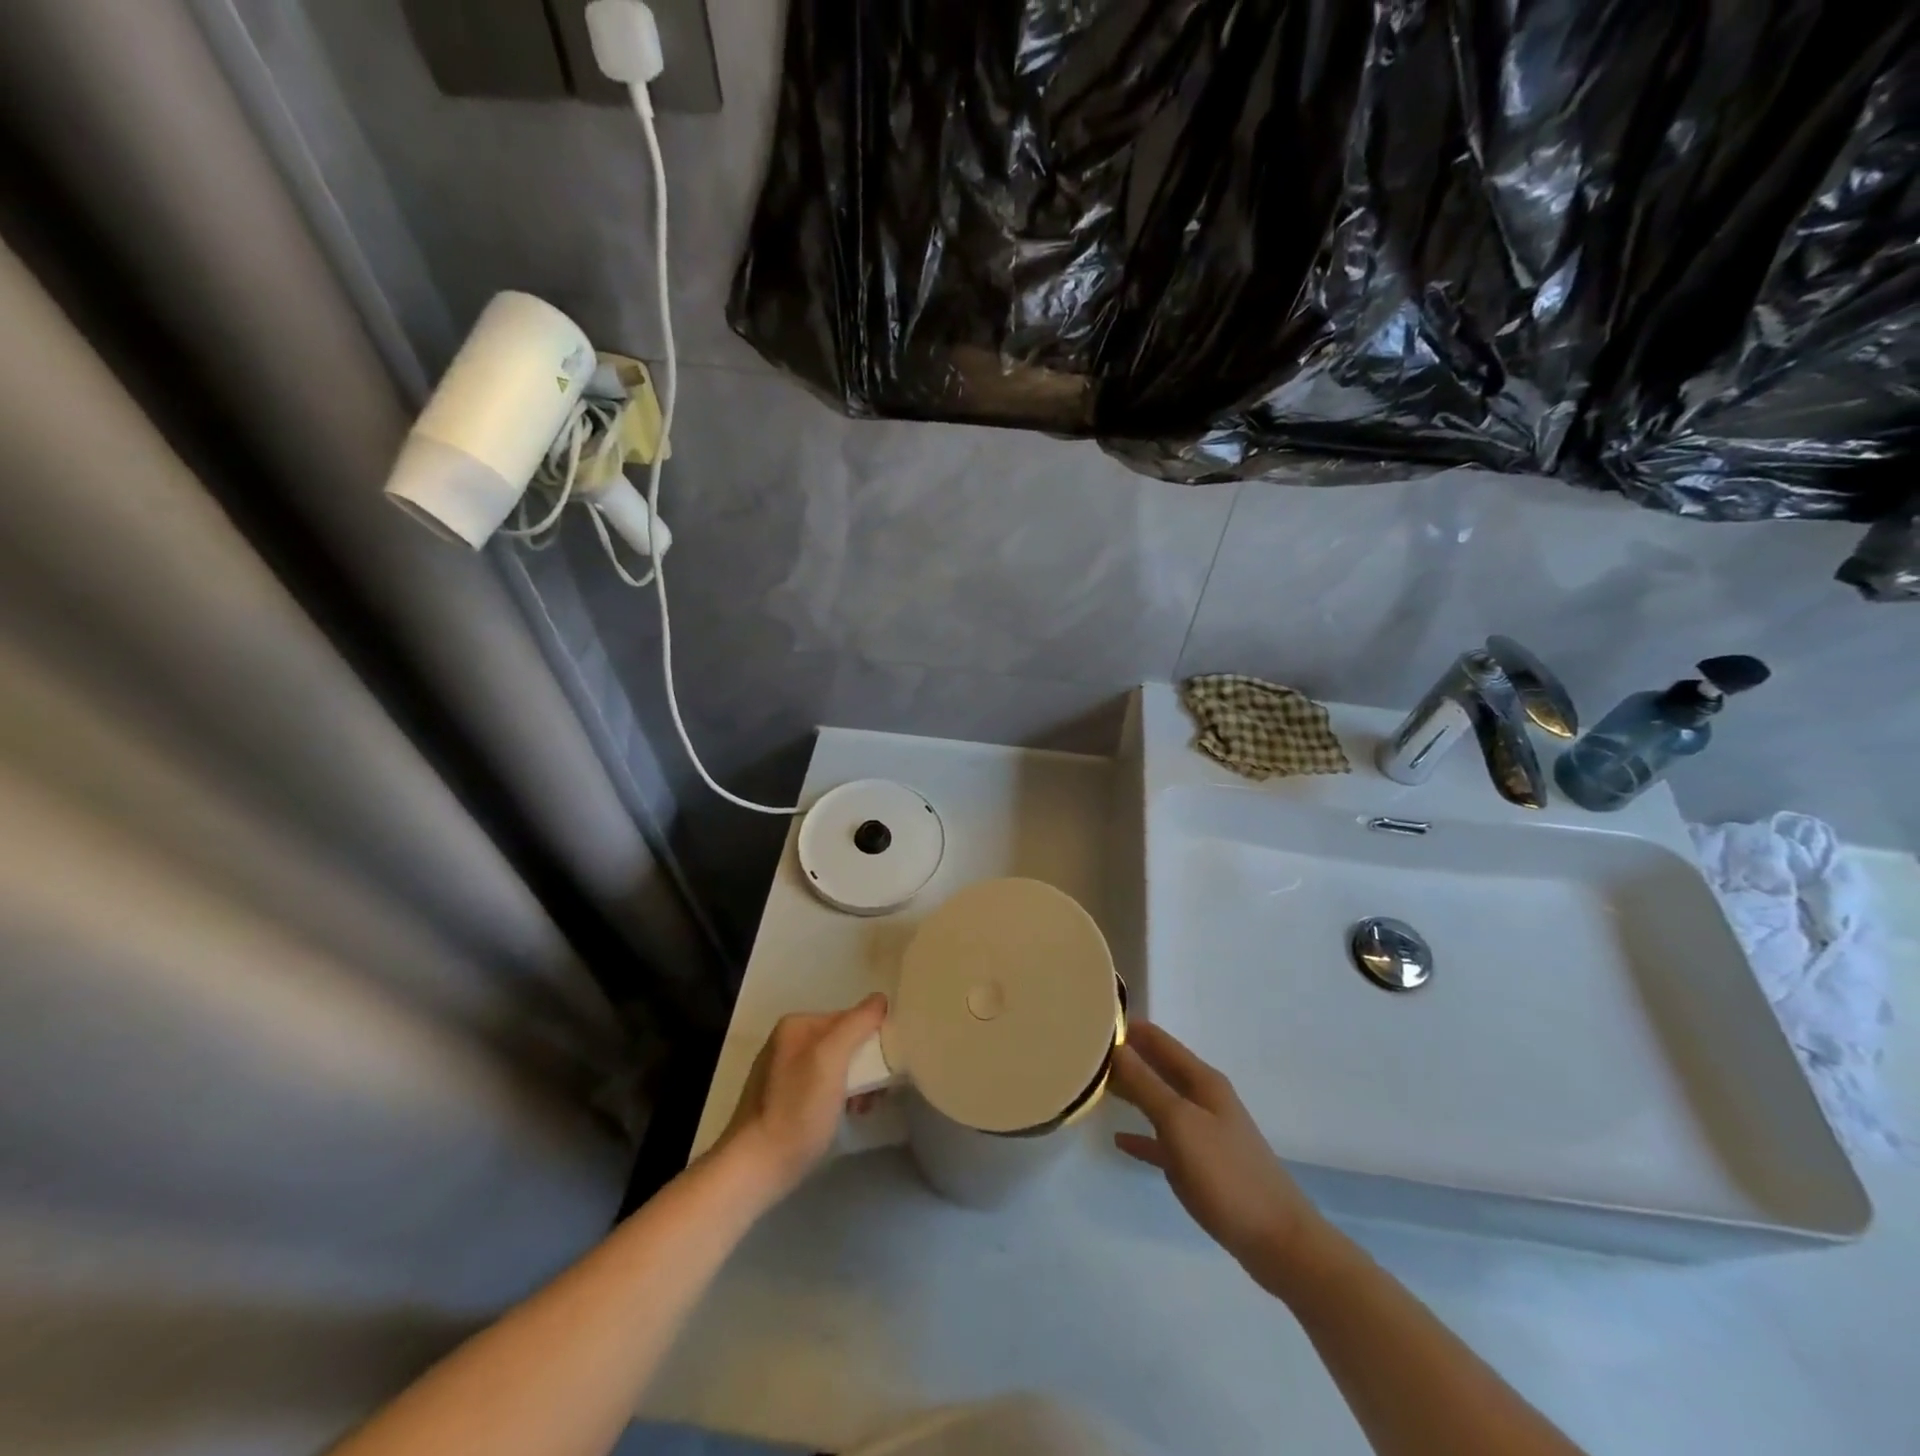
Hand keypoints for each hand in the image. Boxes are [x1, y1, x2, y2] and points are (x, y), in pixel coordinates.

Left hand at [717, 993, 887, 1200]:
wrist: (755, 1168)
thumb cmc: (797, 1110)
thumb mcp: (831, 1059)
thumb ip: (857, 1024)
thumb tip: (881, 999)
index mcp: (796, 1025)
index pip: (849, 1018)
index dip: (871, 1040)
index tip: (883, 1071)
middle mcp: (787, 1041)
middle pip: (842, 1042)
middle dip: (864, 1066)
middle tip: (875, 1094)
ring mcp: (781, 1071)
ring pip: (834, 1066)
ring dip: (855, 1084)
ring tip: (861, 1109)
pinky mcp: (782, 1099)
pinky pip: (821, 1086)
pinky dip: (838, 1098)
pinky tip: (844, 1116)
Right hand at [1111, 1021, 1329, 1293]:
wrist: (1277, 1240)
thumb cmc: (1226, 1174)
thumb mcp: (1179, 1122)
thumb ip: (1145, 1084)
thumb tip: (1115, 1046)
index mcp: (1202, 1080)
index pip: (1158, 1040)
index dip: (1128, 1028)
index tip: (1091, 1020)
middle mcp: (1203, 1098)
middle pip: (1158, 1067)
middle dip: (1126, 1058)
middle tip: (1083, 1053)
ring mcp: (1203, 1132)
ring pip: (1159, 1101)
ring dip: (1131, 1091)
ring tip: (1096, 1086)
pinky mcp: (1201, 1165)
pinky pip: (1163, 1140)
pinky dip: (1141, 1135)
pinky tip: (1119, 1140)